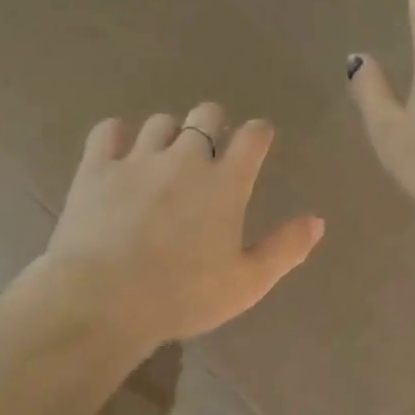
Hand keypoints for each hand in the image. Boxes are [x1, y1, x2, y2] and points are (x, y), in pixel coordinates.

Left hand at [39, 104, 324, 351]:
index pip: (253, 137)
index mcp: (226, 184)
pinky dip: (118, 135)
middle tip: (210, 149)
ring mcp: (138, 159)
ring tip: (165, 157)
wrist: (104, 299)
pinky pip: (109, 130)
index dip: (258, 133)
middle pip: (205, 116)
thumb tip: (317, 221)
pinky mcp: (96, 168)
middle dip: (213, 124)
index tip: (258, 139)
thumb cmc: (184, 296)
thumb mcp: (247, 283)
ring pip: (160, 122)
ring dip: (169, 134)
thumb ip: (285, 249)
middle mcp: (185, 159)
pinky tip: (119, 152)